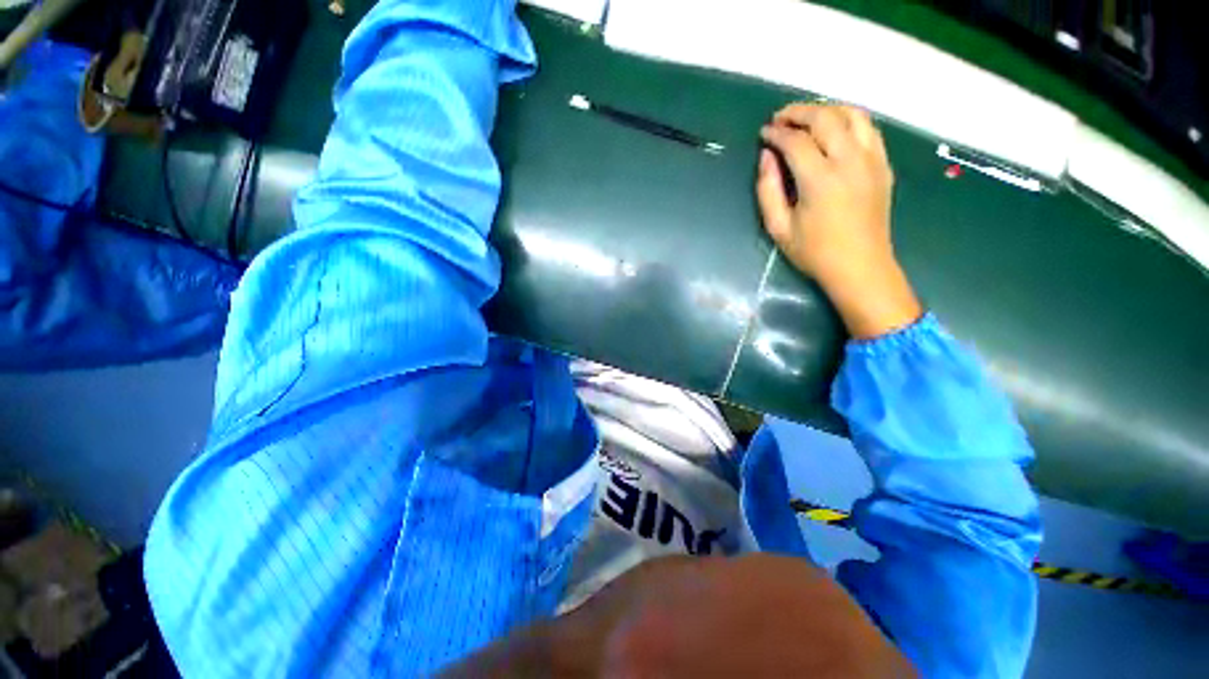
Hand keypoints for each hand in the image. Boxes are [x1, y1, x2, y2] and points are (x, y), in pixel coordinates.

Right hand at [757, 103, 921, 339]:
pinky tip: (835, 129)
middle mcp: (849, 161)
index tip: (763, 133)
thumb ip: (768, 190)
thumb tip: (766, 157)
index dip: (776, 133)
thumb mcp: (778, 228)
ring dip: (827, 109)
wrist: (861, 267)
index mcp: (820, 180)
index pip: (795, 141)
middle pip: (825, 117)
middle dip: (799, 112)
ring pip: (852, 114)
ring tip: (807, 118)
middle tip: (780, 118)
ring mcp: (872, 160)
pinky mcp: (883, 165)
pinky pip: (868, 128)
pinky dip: (849, 119)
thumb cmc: (814, 252)